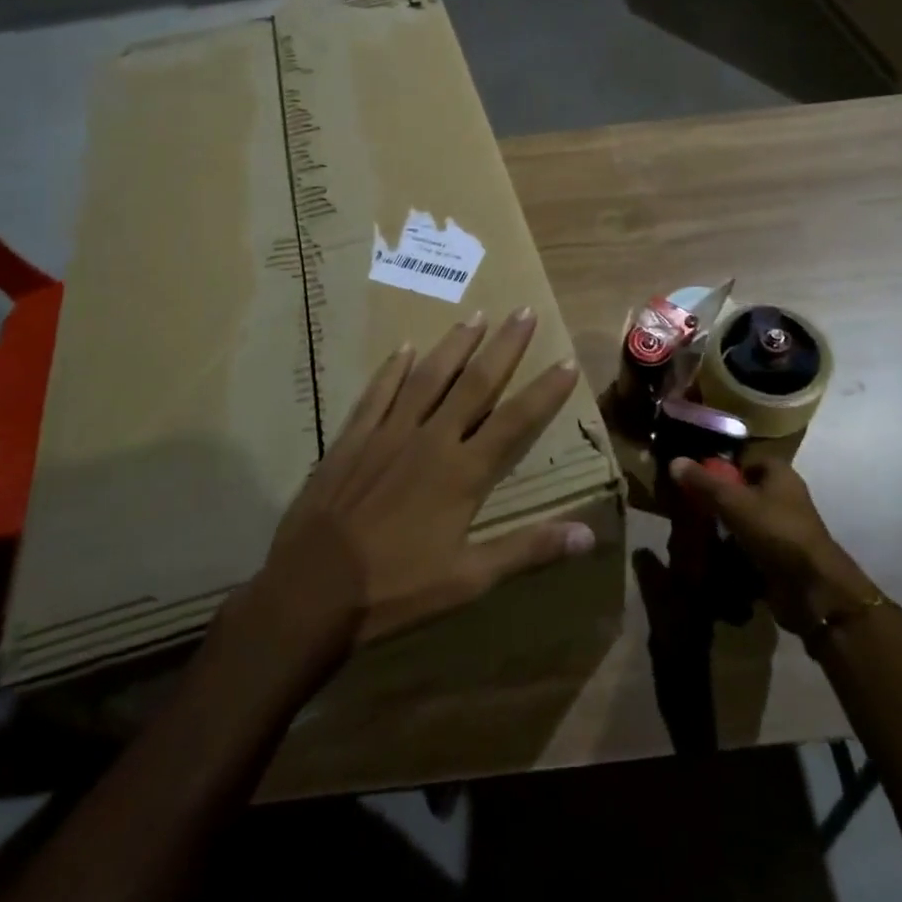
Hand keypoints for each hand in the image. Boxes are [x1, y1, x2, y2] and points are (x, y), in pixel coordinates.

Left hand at [249, 308, 595, 651]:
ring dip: (455, 345)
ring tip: (475, 315)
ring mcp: (389, 433)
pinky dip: (393, 369)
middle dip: (504, 346)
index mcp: (463, 472)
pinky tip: (404, 348)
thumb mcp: (469, 579)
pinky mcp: (353, 438)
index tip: (568, 360)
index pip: (516, 420)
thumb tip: (589, 534)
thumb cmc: (396, 589)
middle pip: (476, 383)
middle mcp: (431, 439)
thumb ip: (528, 550)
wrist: (312, 590)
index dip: (545, 391)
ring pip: (429, 377)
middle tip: (524, 311)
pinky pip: (378, 393)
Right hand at [668, 452, 871, 633]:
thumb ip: (704, 482)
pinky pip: (752, 547)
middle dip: (720, 500)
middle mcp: (785, 496)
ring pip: (747, 521)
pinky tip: (714, 557)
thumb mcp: (733, 502)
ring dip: (726, 528)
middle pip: (745, 491)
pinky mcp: (782, 557)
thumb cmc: (775, 531)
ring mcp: (785, 529)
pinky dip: (735, 552)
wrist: (812, 589)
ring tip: (697, 533)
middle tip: (692, 507)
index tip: (697, 479)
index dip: (723, 467)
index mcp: (780, 474)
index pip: (746, 461)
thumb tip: (674, 460)